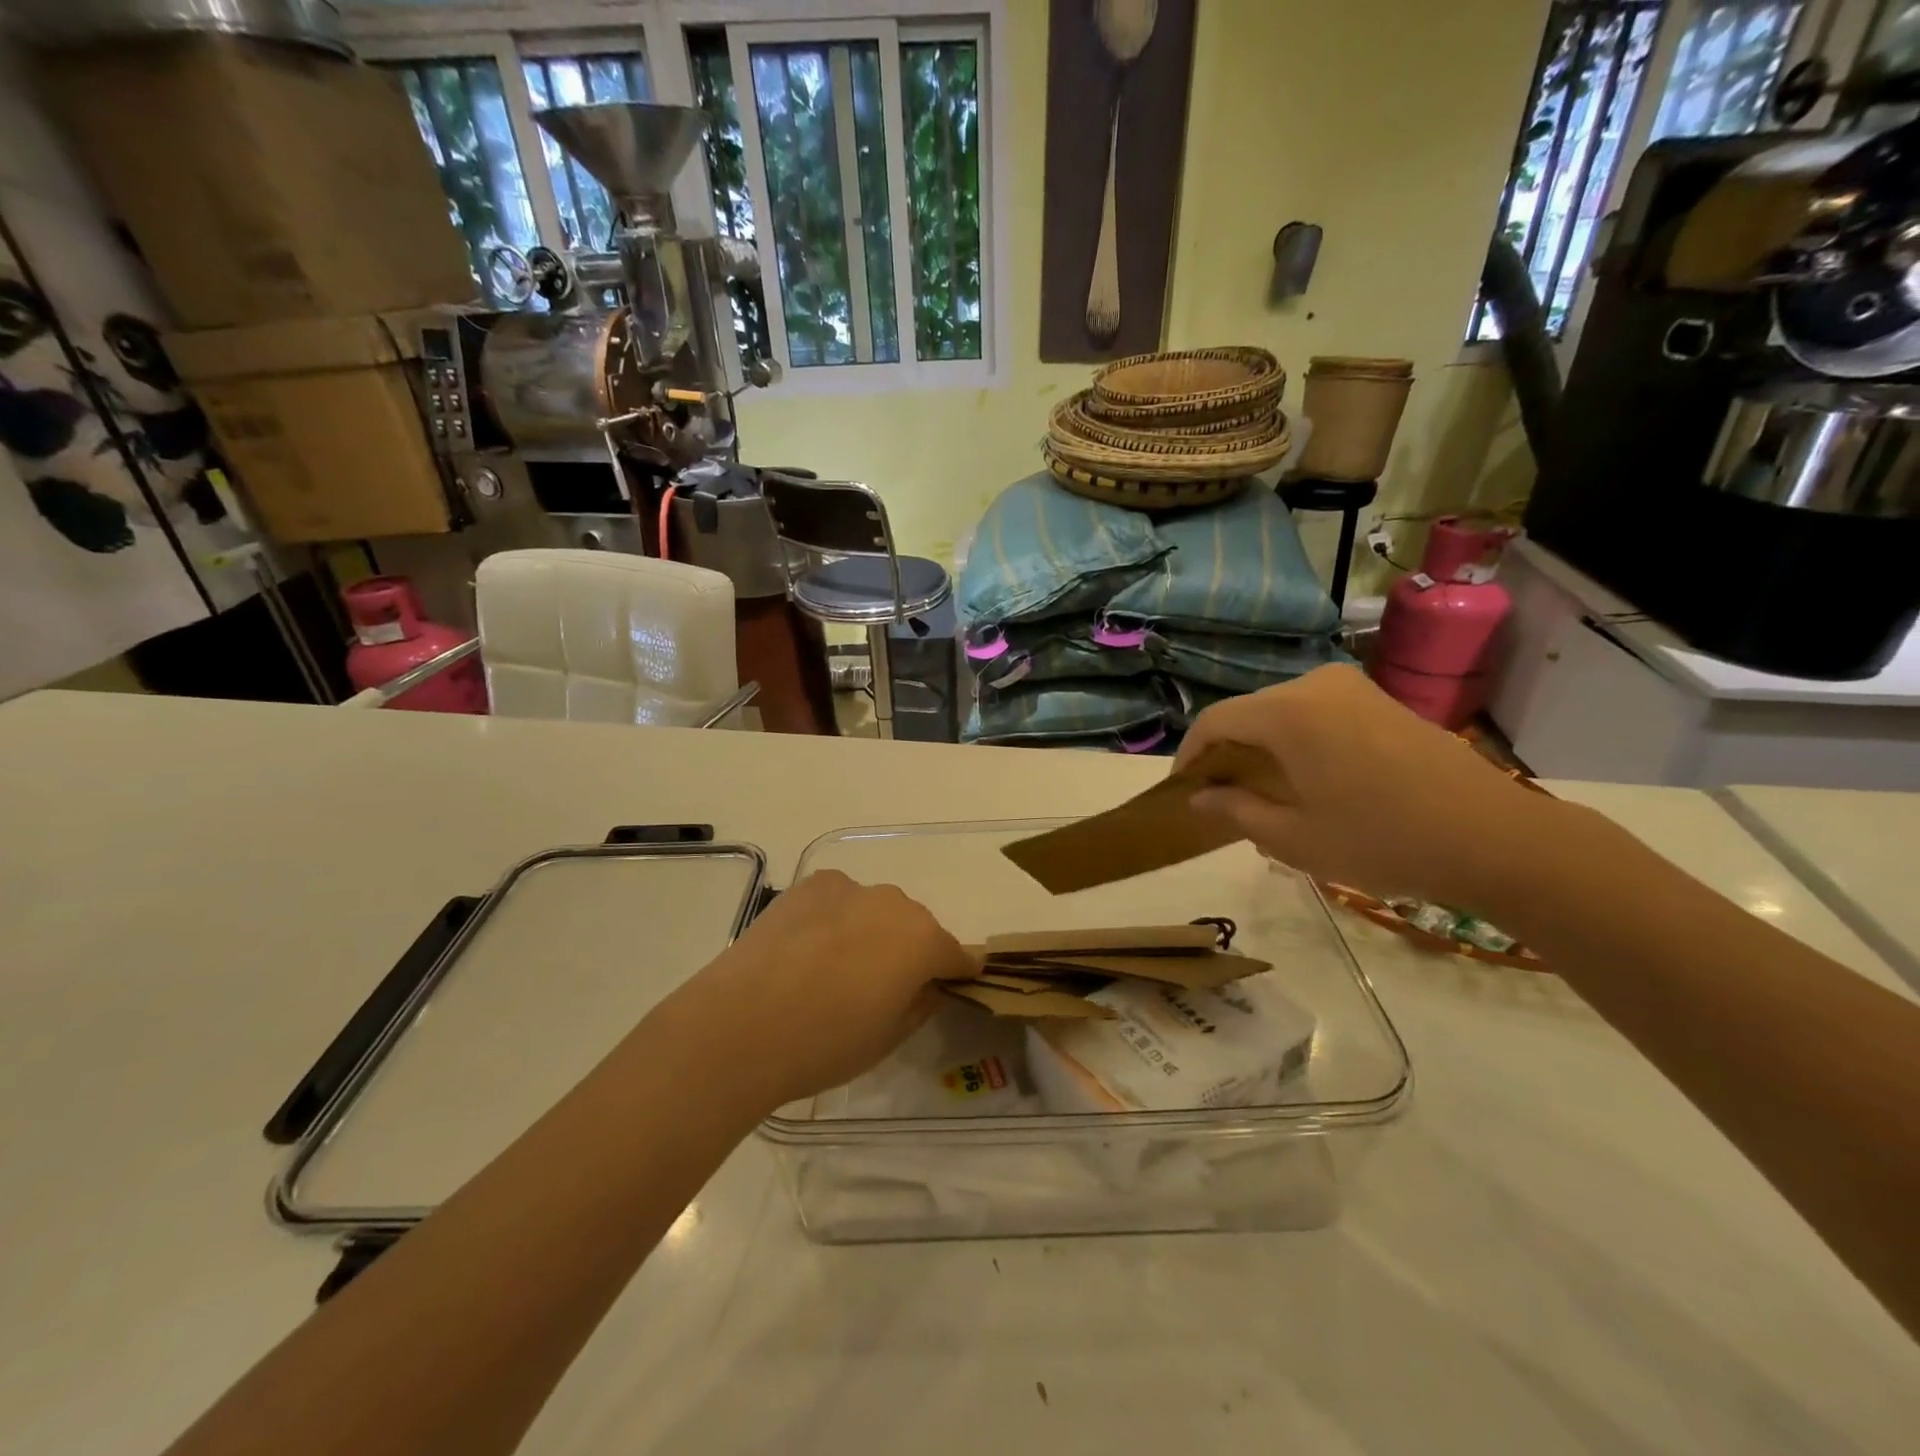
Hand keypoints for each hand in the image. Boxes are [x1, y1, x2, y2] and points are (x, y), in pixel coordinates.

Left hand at [673, 869, 972, 1110]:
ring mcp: (848, 888)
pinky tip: (811, 948)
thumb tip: (928, 985)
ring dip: (872, 931)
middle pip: (916, 926)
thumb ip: (920, 1003)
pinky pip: (840, 900)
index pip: (956, 954)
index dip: (956, 973)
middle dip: (911, 951)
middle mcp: (893, 903)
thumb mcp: (888, 1038)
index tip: (951, 987)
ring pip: (876, 909)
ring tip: (840, 967)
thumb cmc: (823, 1044)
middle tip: (885, 986)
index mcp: (922, 941)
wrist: (738, 1026)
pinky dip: (837, 918)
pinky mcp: (810, 886)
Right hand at [1175, 664, 1562, 910]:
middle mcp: (1315, 686)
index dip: (1189, 755)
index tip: (1182, 790)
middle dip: (1226, 752)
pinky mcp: (1382, 702)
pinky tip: (1308, 780)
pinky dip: (1297, 741)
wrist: (1495, 838)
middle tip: (1220, 797)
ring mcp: (1354, 689)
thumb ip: (1235, 810)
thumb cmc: (1381, 840)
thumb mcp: (1294, 838)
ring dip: (1262, 748)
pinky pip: (1318, 713)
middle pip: (1249, 713)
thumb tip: (1199, 796)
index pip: (1215, 722)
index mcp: (1287, 713)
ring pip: (1283, 712)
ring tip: (1262, 793)